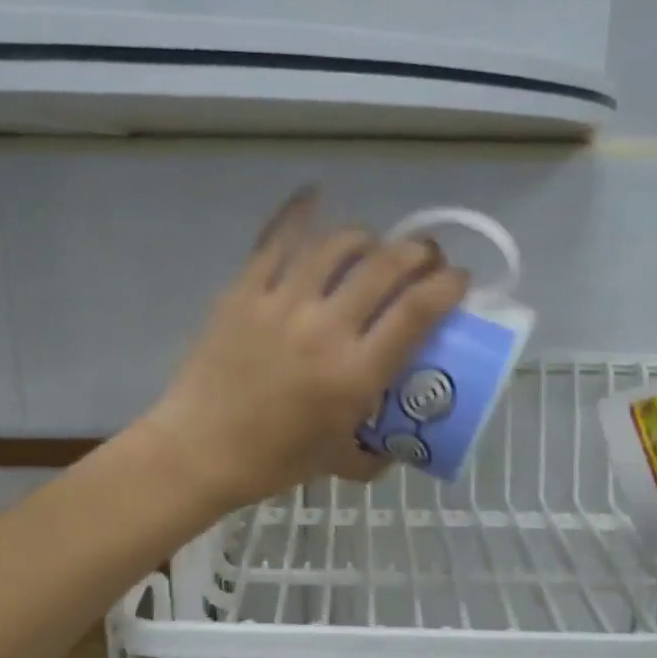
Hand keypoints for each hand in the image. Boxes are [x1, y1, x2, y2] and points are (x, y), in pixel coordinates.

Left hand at [141, 191, 469, 511]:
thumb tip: (399, 441)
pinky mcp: (244, 292)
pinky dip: (299, 212)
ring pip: (337, 244)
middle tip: (424, 258)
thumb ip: (376, 451)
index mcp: (356, 374)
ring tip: (374, 245)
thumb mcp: (339, 461)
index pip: (418, 309)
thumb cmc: (272, 462)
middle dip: (419, 252)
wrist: (198, 452)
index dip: (448, 284)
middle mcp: (325, 329)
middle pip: (385, 265)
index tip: (459, 280)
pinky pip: (275, 240)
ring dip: (368, 236)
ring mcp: (281, 304)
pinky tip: (315, 195)